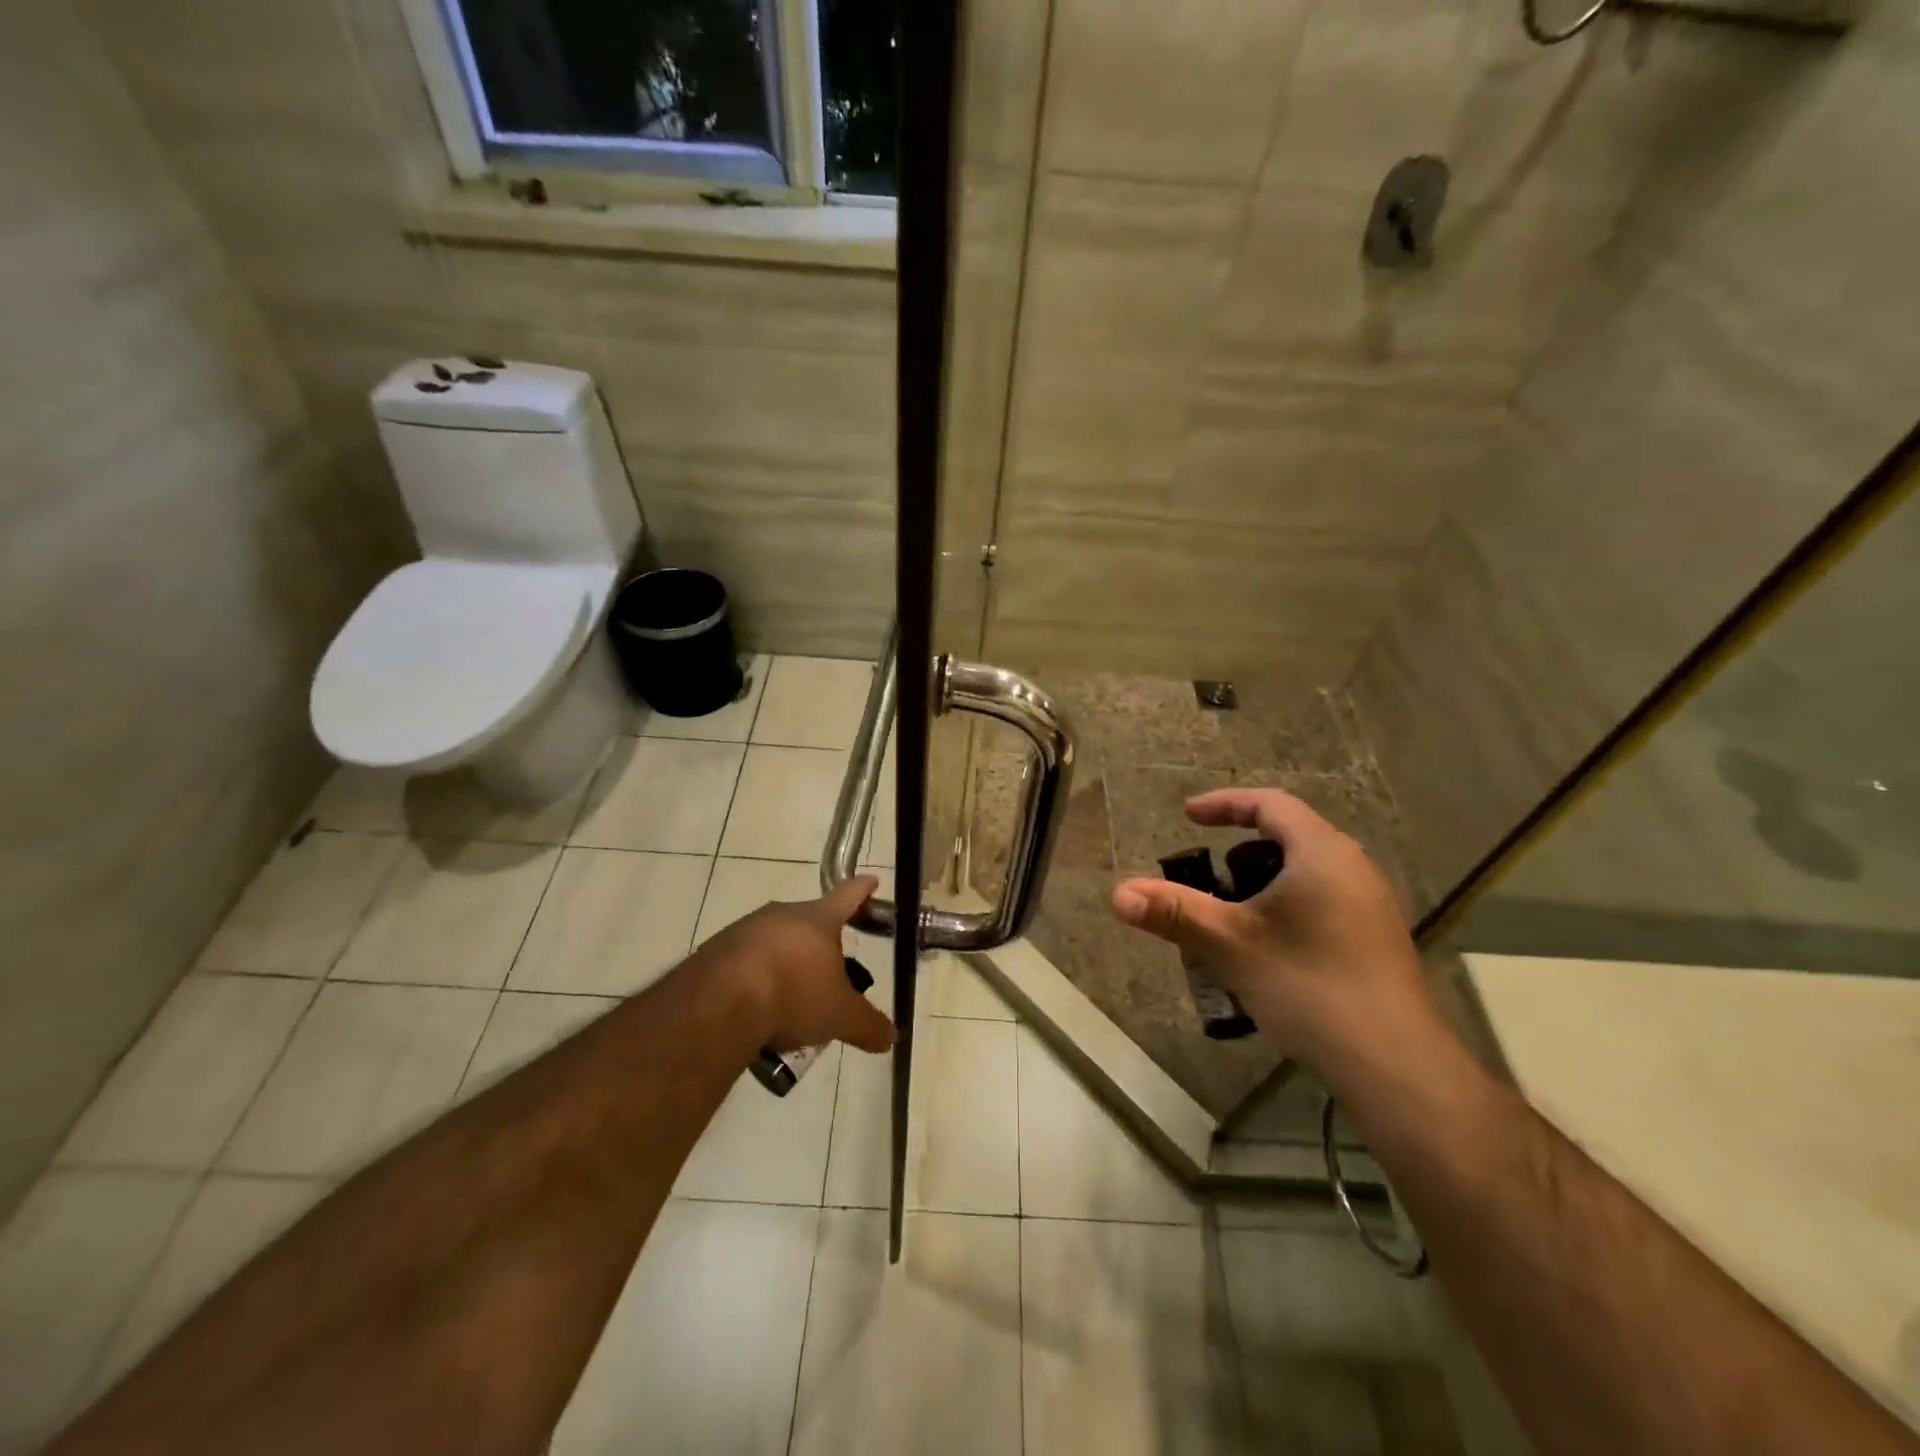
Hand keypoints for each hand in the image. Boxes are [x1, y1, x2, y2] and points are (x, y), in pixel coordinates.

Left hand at [701, 876, 896, 1055]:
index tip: (871, 881)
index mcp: (818, 920)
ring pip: (774, 942)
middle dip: (820, 944)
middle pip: (808, 922)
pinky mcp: (714, 950)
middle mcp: (781, 915)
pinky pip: (744, 960)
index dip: (862, 890)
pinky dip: (754, 978)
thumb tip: (891, 1037)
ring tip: (789, 1001)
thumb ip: (868, 1025)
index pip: (848, 896)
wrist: (719, 1004)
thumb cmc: (793, 996)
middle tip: (828, 972)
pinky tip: (755, 1009)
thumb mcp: (840, 1017)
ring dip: (784, 963)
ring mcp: (744, 929)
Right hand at [1110, 789, 1437, 1072]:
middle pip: (1290, 835)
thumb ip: (1174, 913)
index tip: (1188, 816)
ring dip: (1265, 880)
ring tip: (1233, 914)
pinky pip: (1324, 898)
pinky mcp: (1377, 938)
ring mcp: (1372, 904)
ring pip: (1308, 871)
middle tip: (1208, 874)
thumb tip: (1118, 894)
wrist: (1395, 1065)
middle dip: (1241, 848)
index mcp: (1322, 853)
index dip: (1225, 804)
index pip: (1270, 804)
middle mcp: (1354, 867)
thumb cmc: (1310, 987)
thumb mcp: (1231, 945)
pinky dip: (1288, 904)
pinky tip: (1271, 948)